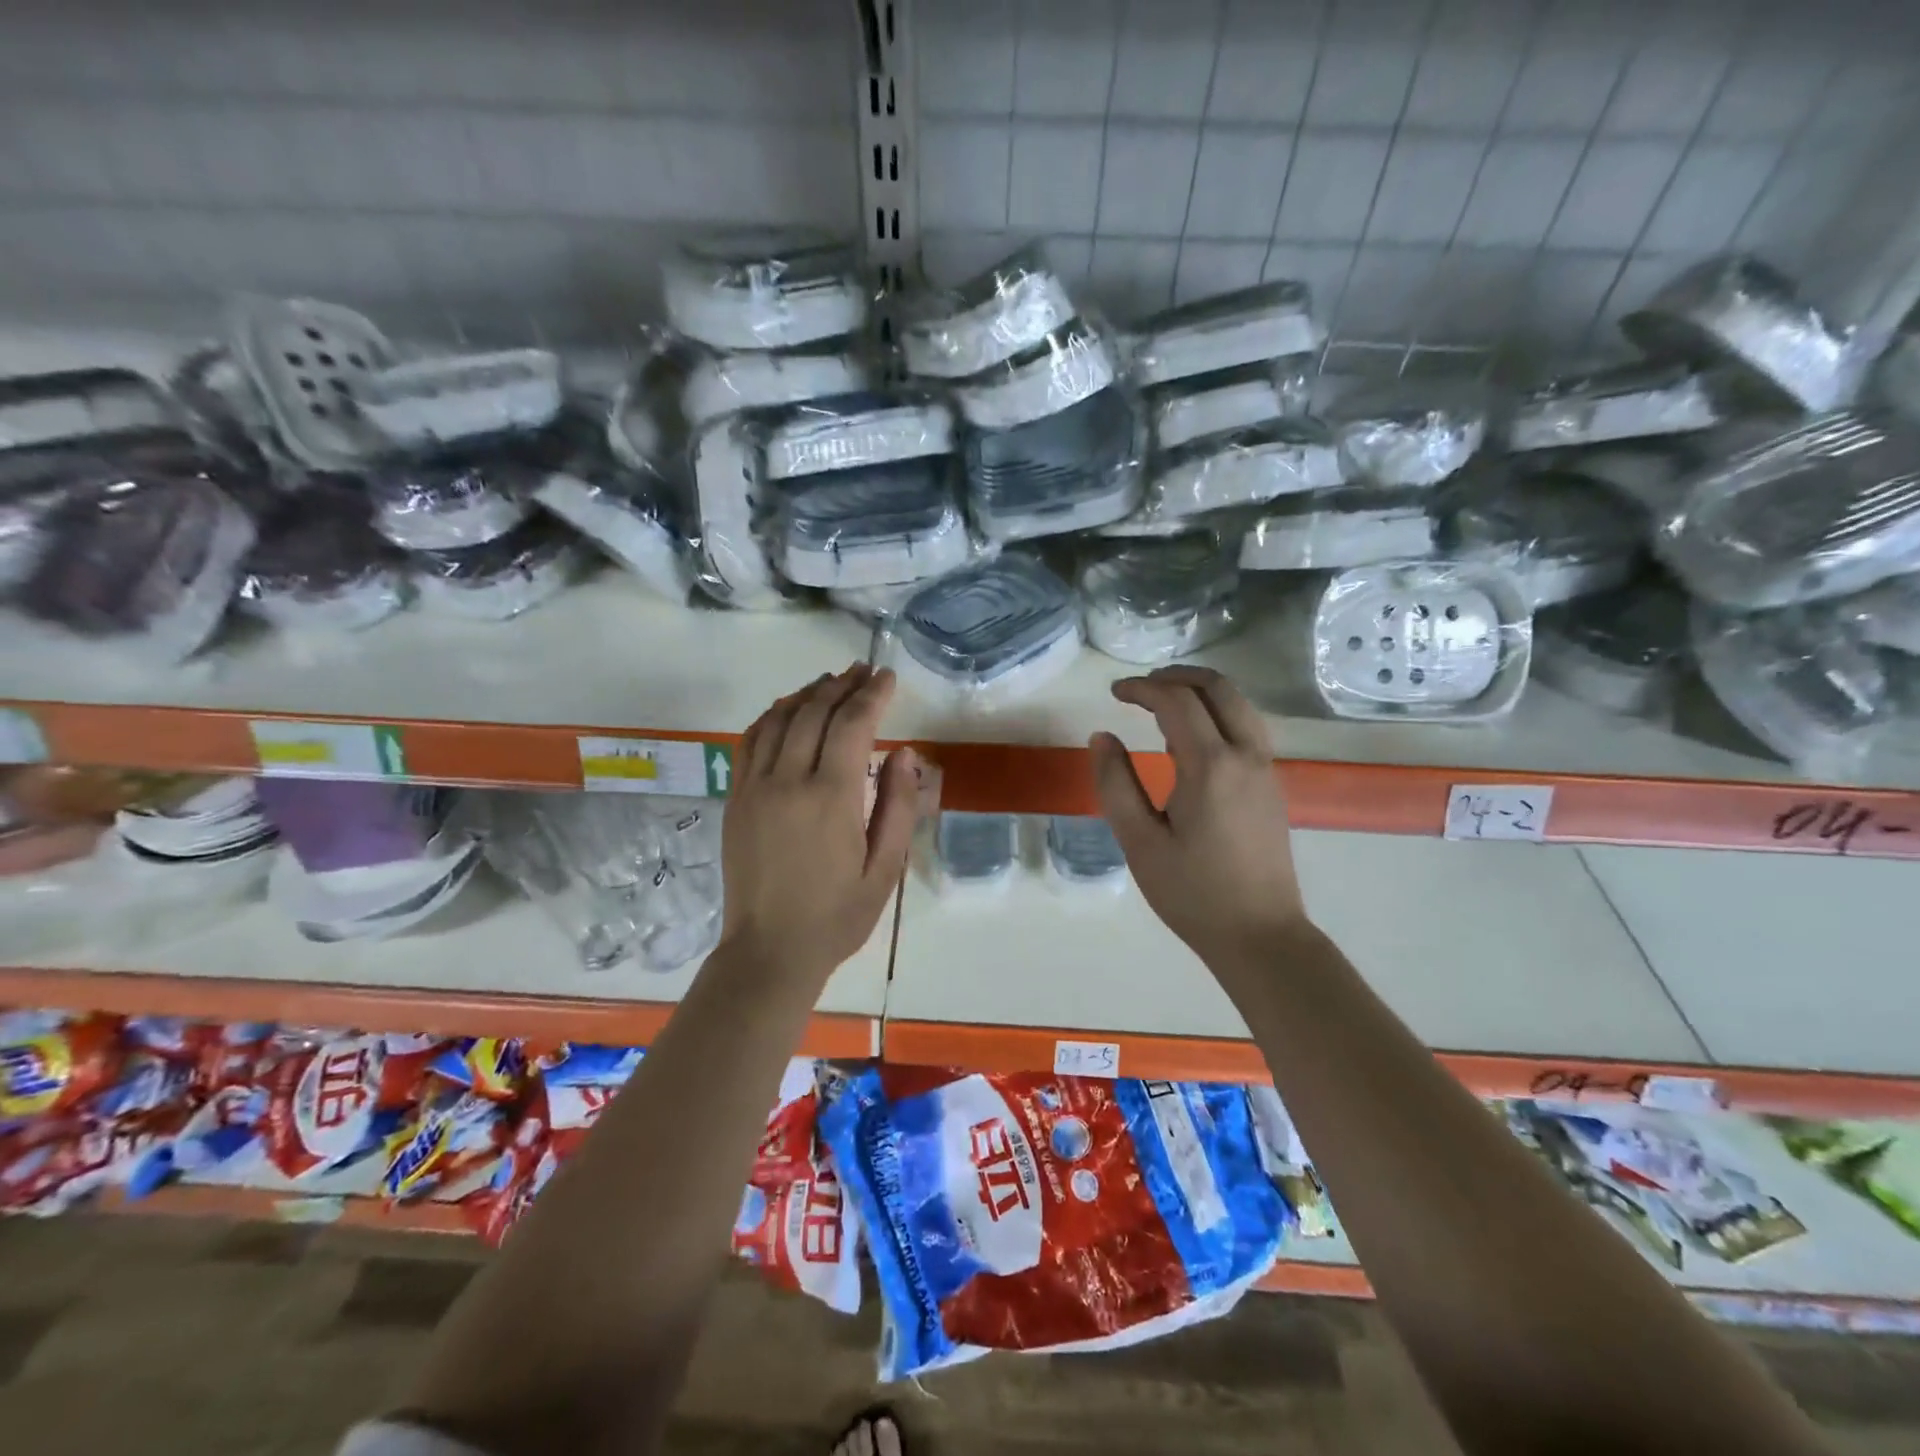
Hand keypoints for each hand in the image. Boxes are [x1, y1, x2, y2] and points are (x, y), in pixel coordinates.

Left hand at [719, 664, 917, 984]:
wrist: (769, 951)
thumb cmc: (837, 916)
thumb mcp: (885, 869)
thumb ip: (898, 806)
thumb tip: (904, 753)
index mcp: (831, 798)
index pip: (852, 725)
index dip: (872, 695)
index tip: (888, 676)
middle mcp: (788, 781)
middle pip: (815, 712)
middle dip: (843, 685)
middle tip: (864, 670)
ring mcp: (755, 787)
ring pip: (780, 719)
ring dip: (808, 693)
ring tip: (832, 681)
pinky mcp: (736, 798)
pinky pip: (751, 741)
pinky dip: (772, 716)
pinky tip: (788, 709)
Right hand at [1089, 666, 1309, 969]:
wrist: (1260, 935)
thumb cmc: (1192, 893)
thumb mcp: (1139, 842)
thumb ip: (1116, 783)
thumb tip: (1102, 737)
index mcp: (1210, 766)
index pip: (1176, 701)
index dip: (1142, 688)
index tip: (1113, 692)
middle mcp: (1245, 756)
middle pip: (1218, 688)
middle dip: (1177, 676)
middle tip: (1140, 688)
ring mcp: (1265, 770)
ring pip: (1238, 705)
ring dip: (1201, 692)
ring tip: (1162, 707)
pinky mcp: (1272, 787)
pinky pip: (1246, 729)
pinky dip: (1217, 715)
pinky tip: (1190, 742)